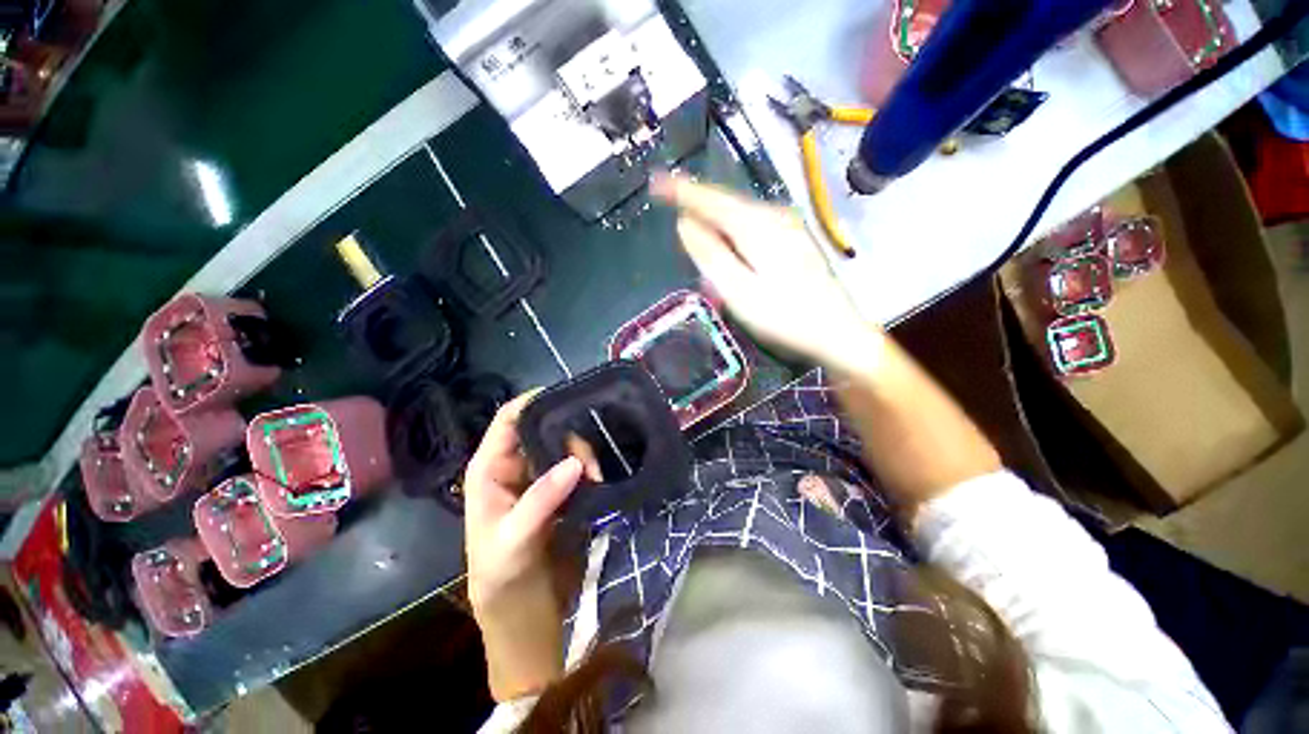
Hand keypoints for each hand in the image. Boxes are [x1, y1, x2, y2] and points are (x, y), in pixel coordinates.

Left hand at [464, 391, 584, 700]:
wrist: (523, 617)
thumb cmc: (502, 581)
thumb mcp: (513, 542)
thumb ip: (541, 500)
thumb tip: (575, 461)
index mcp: (490, 469)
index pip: (510, 419)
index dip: (535, 401)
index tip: (570, 397)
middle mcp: (515, 466)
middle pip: (543, 429)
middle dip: (569, 435)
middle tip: (589, 461)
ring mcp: (539, 478)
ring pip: (564, 446)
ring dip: (583, 454)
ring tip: (596, 477)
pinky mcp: (559, 492)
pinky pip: (576, 466)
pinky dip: (589, 466)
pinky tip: (600, 476)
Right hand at [651, 174, 886, 373]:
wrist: (835, 332)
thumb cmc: (783, 316)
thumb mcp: (738, 290)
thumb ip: (710, 255)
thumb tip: (685, 224)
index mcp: (756, 225)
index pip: (710, 199)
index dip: (680, 191)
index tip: (654, 183)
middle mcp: (772, 216)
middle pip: (725, 205)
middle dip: (697, 211)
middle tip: (674, 221)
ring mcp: (786, 227)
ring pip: (737, 218)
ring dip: (714, 229)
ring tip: (699, 248)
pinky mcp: (791, 240)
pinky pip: (750, 229)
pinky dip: (731, 237)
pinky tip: (728, 256)